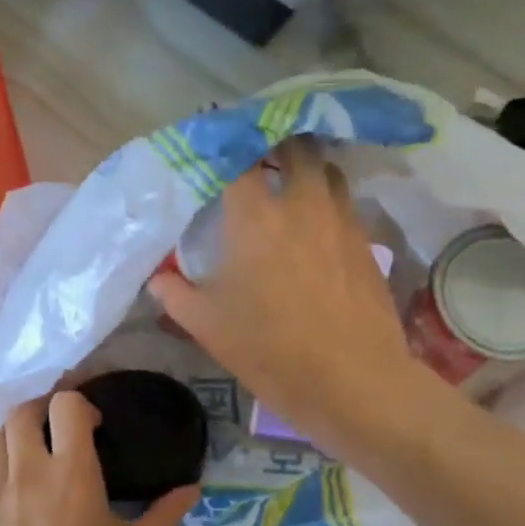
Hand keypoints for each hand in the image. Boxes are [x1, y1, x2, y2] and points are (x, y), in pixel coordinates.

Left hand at [0, 393, 198, 525]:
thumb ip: (164, 515)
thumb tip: (193, 489)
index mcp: (71, 471)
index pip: (66, 406)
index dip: (82, 405)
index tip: (95, 428)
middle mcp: (28, 470)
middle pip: (24, 411)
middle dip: (45, 411)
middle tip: (63, 433)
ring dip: (18, 435)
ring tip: (37, 455)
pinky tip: (4, 483)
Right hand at [148, 140, 422, 454]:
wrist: (353, 381)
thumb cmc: (272, 351)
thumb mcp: (210, 327)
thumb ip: (176, 295)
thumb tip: (158, 279)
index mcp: (256, 215)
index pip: (237, 156)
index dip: (223, 144)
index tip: (212, 145)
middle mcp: (302, 202)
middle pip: (293, 147)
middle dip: (273, 144)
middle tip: (256, 158)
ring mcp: (341, 220)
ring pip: (327, 170)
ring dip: (307, 169)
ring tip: (290, 185)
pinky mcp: (366, 242)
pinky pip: (345, 203)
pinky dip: (328, 200)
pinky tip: (317, 227)